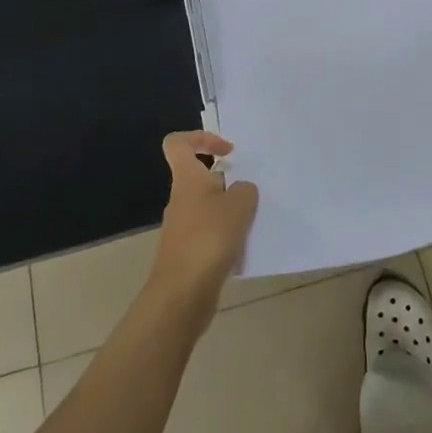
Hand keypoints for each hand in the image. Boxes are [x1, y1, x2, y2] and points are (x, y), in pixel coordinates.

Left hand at [148, 131, 257, 314]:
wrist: (182, 293)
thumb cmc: (208, 238)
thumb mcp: (239, 205)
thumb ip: (245, 190)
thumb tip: (241, 191)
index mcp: (187, 179)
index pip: (178, 143)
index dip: (202, 138)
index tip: (228, 152)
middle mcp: (181, 199)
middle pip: (201, 176)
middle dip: (228, 181)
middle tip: (251, 191)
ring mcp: (183, 227)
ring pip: (209, 206)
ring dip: (231, 210)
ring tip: (253, 221)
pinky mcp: (189, 251)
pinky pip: (211, 232)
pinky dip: (228, 235)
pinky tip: (244, 247)